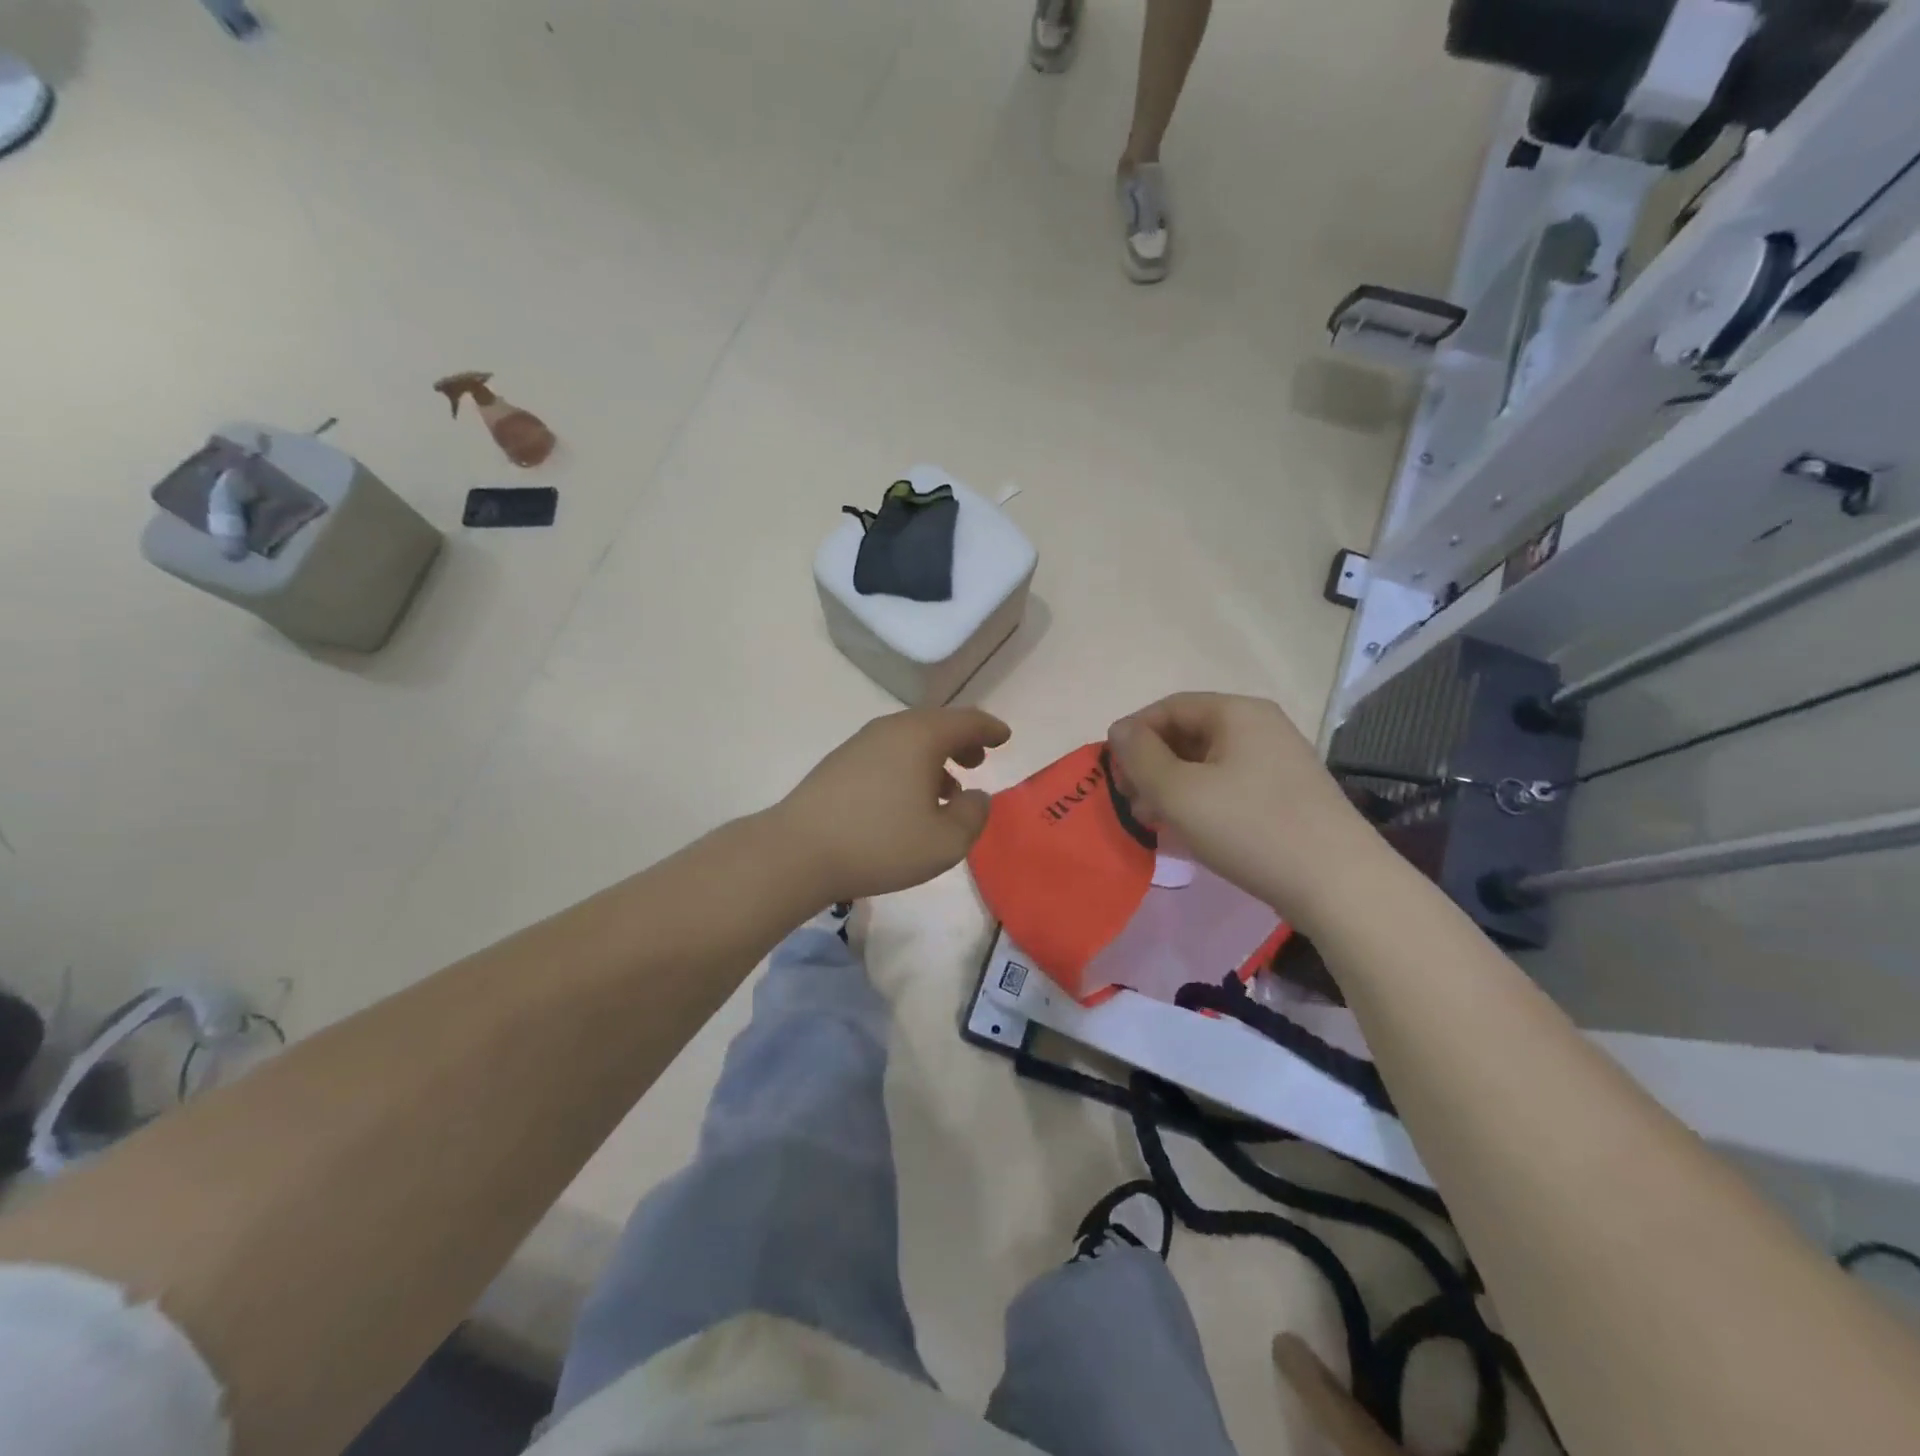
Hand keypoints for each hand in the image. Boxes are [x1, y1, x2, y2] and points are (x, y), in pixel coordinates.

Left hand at [778, 707, 1011, 902]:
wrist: (798, 851)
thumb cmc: (881, 843)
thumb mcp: (945, 841)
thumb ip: (973, 815)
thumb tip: (977, 796)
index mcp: (921, 736)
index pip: (966, 721)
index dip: (990, 728)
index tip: (1005, 737)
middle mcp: (891, 729)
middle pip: (936, 725)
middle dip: (961, 741)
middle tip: (978, 760)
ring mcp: (861, 744)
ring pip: (909, 740)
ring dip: (934, 756)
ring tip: (948, 787)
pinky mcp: (840, 763)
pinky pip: (888, 753)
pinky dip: (909, 766)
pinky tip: (908, 798)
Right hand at [1106, 693, 1379, 924]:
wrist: (1339, 884)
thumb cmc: (1250, 828)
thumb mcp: (1179, 792)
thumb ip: (1140, 756)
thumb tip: (1119, 730)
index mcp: (1237, 712)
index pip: (1169, 707)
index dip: (1133, 734)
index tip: (1109, 770)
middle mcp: (1260, 726)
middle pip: (1188, 733)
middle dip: (1150, 764)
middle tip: (1129, 800)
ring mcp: (1278, 761)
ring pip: (1207, 762)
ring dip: (1171, 786)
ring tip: (1152, 820)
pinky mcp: (1286, 794)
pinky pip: (1229, 785)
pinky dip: (1200, 800)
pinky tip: (1186, 831)